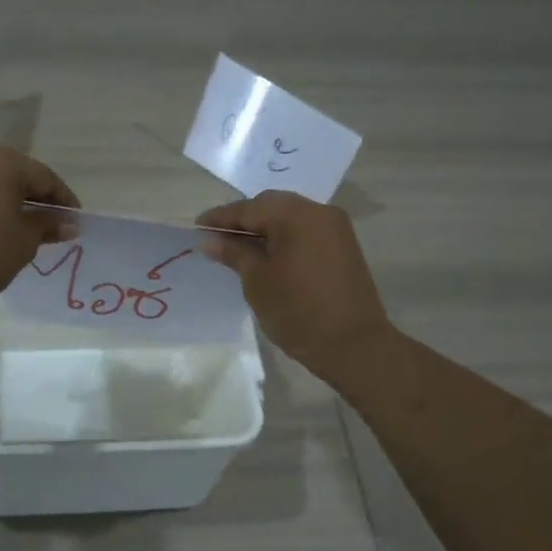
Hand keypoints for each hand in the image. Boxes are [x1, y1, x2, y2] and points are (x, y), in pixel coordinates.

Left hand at [0, 147, 80, 313]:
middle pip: (17, 176)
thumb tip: (69, 223)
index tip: (76, 223)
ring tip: (25, 232)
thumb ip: (47, 226)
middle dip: (37, 201)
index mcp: (3, 161)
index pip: (45, 177)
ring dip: (11, 205)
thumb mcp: (24, 241)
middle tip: (52, 227)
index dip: (64, 201)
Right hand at [197, 192, 395, 385]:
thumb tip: (210, 240)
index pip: (249, 208)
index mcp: (296, 215)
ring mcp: (336, 228)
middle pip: (271, 205)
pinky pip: (305, 231)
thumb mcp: (257, 281)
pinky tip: (267, 255)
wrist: (354, 345)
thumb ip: (235, 253)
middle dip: (243, 219)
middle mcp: (319, 212)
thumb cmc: (298, 311)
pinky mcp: (343, 247)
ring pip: (290, 217)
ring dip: (264, 228)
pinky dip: (284, 237)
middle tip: (217, 238)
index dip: (220, 218)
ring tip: (239, 249)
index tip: (197, 227)